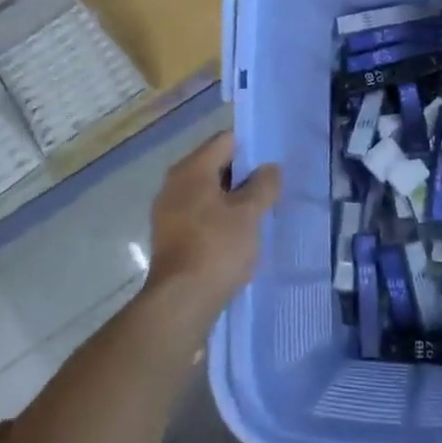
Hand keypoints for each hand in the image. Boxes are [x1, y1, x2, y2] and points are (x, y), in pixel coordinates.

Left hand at [146, 130, 279, 313]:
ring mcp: (168, 211)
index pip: (225, 141)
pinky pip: (199, 215)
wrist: (181, 301)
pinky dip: (218, 218)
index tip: (273, 162)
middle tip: (271, 188)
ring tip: (258, 212)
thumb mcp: (249, 213)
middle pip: (214, 165)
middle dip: (243, 175)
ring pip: (207, 193)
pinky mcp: (170, 237)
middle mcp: (174, 184)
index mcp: (191, 169)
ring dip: (232, 199)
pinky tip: (237, 235)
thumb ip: (263, 185)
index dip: (251, 147)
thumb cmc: (217, 247)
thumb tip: (270, 168)